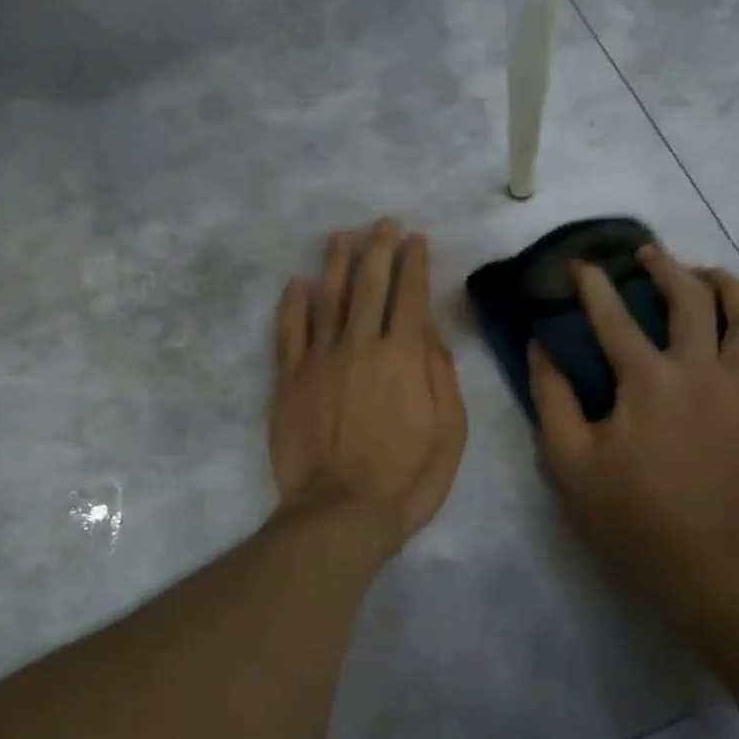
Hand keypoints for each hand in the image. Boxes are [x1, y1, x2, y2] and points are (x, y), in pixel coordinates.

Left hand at [270, 221, 468, 560]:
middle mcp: (360, 346)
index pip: (410, 297)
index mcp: (403, 357)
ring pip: (328, 299)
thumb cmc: (406, 478)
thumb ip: (441, 374)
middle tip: (382, 224)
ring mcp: (319, 360)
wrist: (340, 513)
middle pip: (369, 287)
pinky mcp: (289, 380)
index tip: (416, 239)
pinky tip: (297, 283)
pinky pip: (289, 333)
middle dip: (379, 250)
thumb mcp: (449, 432)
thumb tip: (429, 330)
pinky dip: (293, 305)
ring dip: (337, 264)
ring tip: (342, 236)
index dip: (414, 264)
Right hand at [530, 246, 738, 627]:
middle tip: (648, 255)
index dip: (594, 285)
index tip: (581, 265)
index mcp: (649, 381)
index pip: (615, 316)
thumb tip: (541, 345)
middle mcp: (703, 372)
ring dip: (727, 286)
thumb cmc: (626, 511)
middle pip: (691, 299)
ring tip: (708, 275)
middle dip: (666, 267)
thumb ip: (551, 397)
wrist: (699, 562)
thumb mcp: (568, 458)